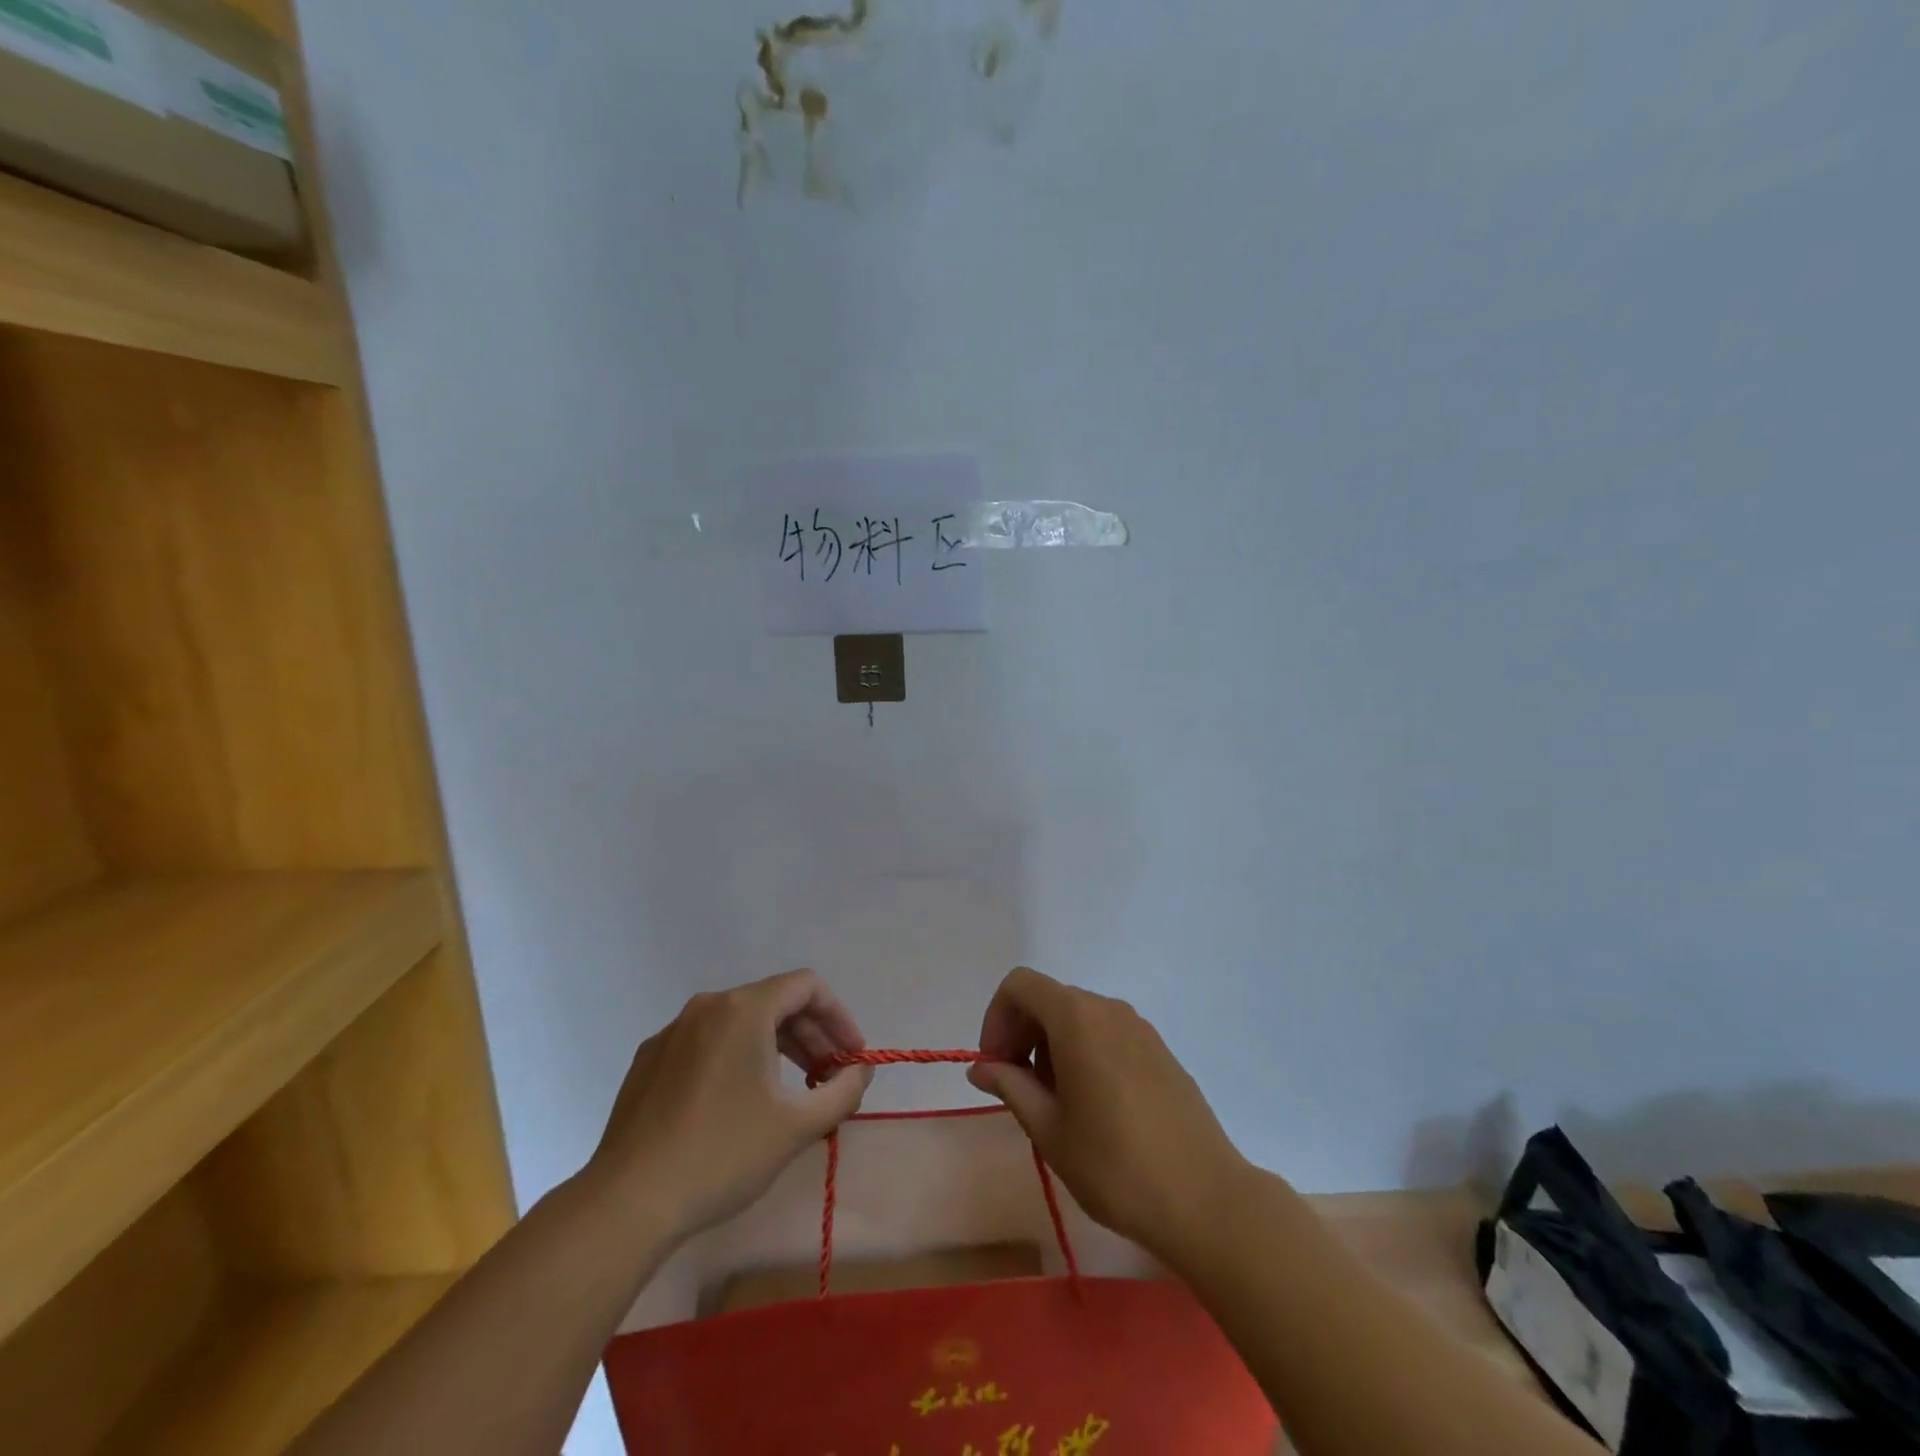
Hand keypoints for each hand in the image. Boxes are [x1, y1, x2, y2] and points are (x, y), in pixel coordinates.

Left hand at [583, 970, 873, 1242]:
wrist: (627, 1203)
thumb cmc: (722, 1155)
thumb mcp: (797, 1126)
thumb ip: (843, 1090)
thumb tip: (860, 1070)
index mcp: (744, 1009)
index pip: (807, 987)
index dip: (839, 1017)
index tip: (853, 1057)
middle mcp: (707, 1007)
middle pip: (774, 1003)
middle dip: (811, 1037)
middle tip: (831, 1079)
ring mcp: (672, 1032)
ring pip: (740, 1024)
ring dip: (777, 1049)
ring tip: (793, 1093)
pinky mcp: (649, 1061)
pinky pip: (708, 1044)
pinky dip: (738, 1060)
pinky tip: (740, 1105)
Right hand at [968, 968, 1251, 1260]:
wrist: (1205, 1199)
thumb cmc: (1115, 1165)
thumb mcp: (1049, 1130)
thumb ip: (1011, 1086)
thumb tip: (983, 1068)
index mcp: (1077, 1018)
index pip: (1020, 985)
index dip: (997, 1018)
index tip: (996, 1066)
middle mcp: (1109, 1009)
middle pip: (1049, 999)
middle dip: (1022, 1034)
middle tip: (1018, 1088)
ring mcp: (1140, 1028)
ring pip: (1079, 1017)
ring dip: (1052, 1046)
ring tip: (1055, 1104)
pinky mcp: (1160, 1051)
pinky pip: (1108, 1034)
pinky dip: (1084, 1053)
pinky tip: (1093, 1106)